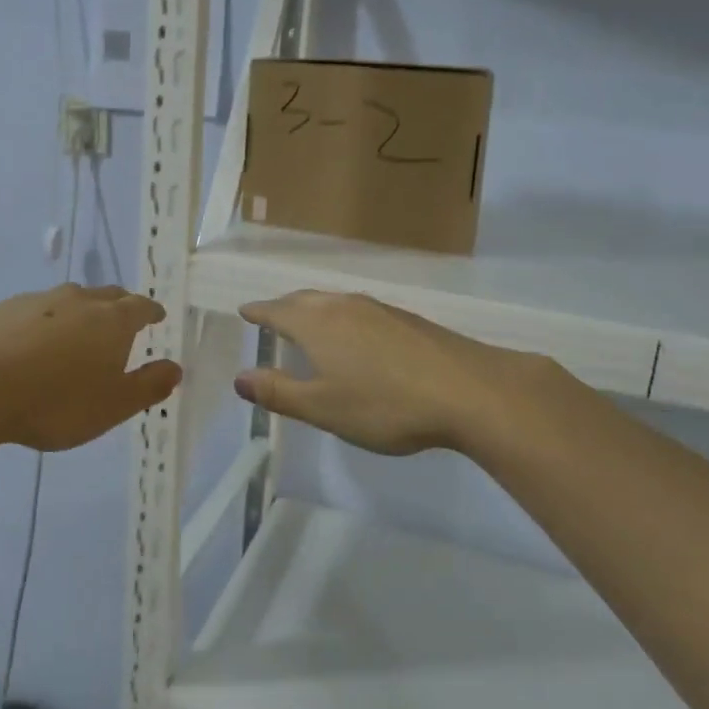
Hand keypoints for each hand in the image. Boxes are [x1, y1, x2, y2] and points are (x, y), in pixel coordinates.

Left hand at [0, 284, 181, 451]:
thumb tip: (175, 369)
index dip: (151, 312)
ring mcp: (41, 299)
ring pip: (71, 298)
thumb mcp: (112, 406)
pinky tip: (34, 341)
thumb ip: (148, 386)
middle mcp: (80, 300)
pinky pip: (37, 308)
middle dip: (120, 306)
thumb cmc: (56, 402)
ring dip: (82, 311)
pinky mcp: (6, 307)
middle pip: (108, 295)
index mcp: (112, 321)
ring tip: (79, 332)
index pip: (141, 307)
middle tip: (123, 322)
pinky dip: (46, 319)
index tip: (157, 317)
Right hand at [234, 290, 566, 456]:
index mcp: (316, 324)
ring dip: (313, 309)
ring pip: (333, 303)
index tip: (244, 311)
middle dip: (283, 307)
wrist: (469, 391)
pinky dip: (341, 317)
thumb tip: (239, 378)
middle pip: (304, 300)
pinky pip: (358, 310)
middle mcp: (343, 306)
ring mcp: (378, 309)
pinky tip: (354, 336)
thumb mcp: (323, 407)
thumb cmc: (385, 404)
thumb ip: (279, 392)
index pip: (276, 311)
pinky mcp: (406, 319)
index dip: (258, 312)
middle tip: (270, 315)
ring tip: (307, 323)